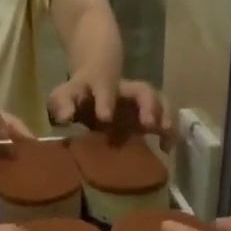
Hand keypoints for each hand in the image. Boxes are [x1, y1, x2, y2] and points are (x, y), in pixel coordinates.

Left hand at [48, 74, 173, 140]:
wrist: (92, 82)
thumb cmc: (76, 94)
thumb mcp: (62, 96)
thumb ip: (61, 105)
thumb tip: (65, 117)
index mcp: (101, 84)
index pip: (105, 87)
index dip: (106, 101)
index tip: (105, 118)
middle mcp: (125, 90)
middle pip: (142, 90)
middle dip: (148, 105)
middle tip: (150, 124)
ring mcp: (138, 102)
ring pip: (158, 101)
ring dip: (164, 116)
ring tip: (166, 133)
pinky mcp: (146, 116)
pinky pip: (162, 118)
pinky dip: (168, 132)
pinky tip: (167, 148)